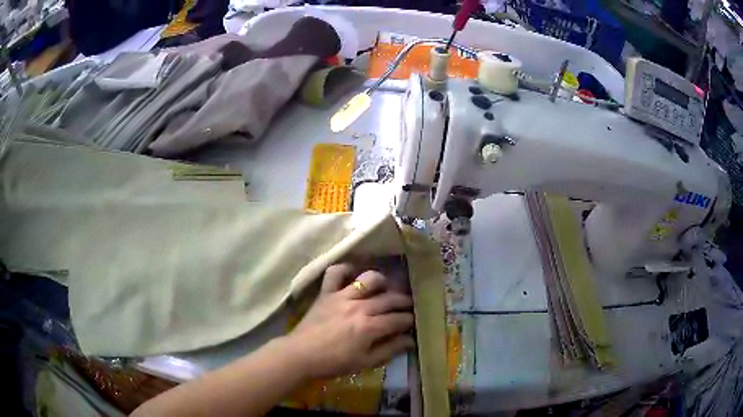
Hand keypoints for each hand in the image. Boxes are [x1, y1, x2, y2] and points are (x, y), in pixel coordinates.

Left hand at [285, 263, 414, 378]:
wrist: (301, 354)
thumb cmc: (334, 362)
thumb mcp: (365, 362)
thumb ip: (389, 350)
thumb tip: (410, 340)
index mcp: (369, 327)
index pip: (398, 319)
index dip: (409, 320)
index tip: (414, 321)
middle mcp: (359, 307)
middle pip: (389, 298)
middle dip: (404, 300)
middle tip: (409, 304)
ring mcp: (342, 296)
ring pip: (368, 279)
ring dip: (381, 281)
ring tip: (385, 288)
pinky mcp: (327, 292)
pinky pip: (335, 272)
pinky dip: (345, 270)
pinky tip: (352, 275)